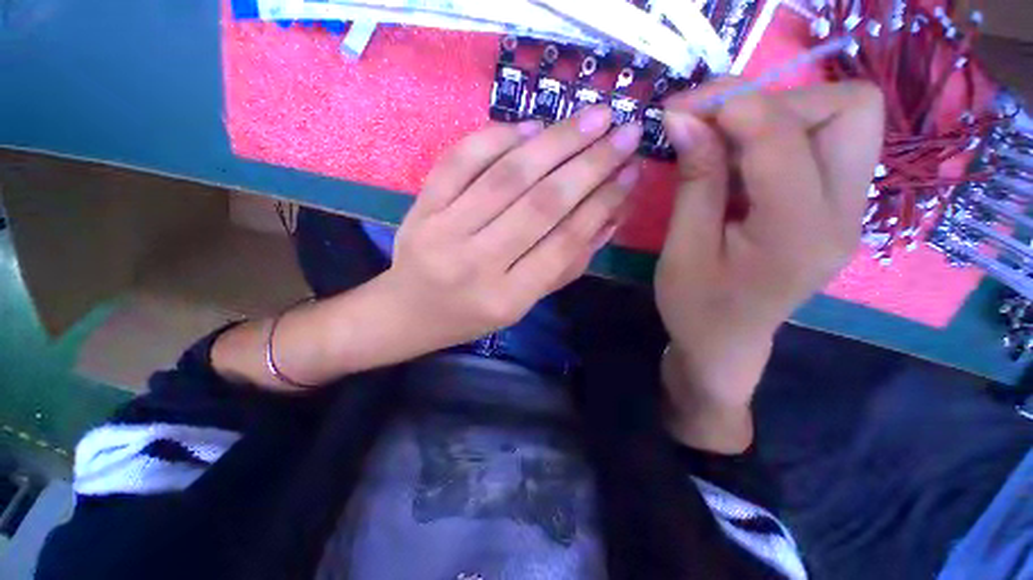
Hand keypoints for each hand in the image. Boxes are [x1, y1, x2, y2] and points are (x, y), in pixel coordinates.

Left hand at [379, 106, 641, 353]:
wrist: (407, 312)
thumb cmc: (470, 315)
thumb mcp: (523, 304)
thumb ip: (566, 266)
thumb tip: (610, 216)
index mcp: (507, 298)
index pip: (564, 243)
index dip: (602, 204)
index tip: (630, 172)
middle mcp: (477, 263)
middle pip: (540, 204)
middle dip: (589, 164)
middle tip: (625, 131)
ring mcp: (443, 231)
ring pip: (506, 176)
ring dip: (554, 142)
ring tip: (591, 117)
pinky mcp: (422, 208)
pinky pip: (461, 161)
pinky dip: (497, 137)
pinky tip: (530, 127)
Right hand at [655, 80, 883, 450]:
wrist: (725, 343)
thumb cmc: (694, 306)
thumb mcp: (682, 248)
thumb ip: (694, 180)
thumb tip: (684, 117)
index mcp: (799, 234)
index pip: (785, 135)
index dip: (733, 106)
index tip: (682, 109)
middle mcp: (845, 213)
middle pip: (847, 107)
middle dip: (773, 101)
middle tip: (715, 127)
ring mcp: (850, 208)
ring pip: (844, 117)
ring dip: (778, 114)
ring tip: (724, 143)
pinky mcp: (837, 207)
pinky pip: (826, 141)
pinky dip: (780, 133)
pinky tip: (740, 162)